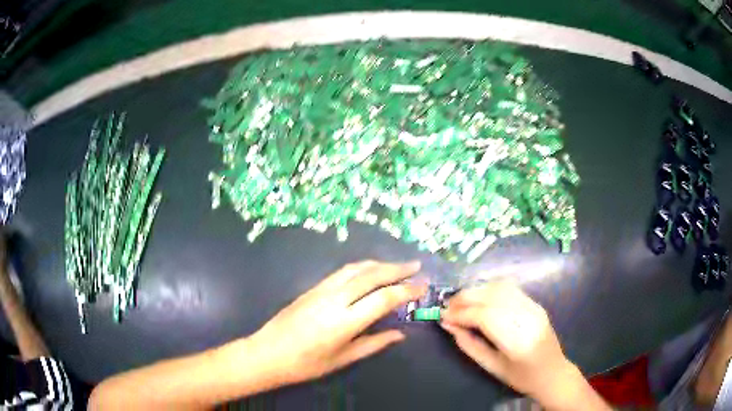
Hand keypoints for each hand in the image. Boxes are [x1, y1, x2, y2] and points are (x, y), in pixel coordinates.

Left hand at [246, 260, 425, 385]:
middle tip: (416, 265)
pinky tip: (369, 270)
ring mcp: (321, 290)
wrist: (268, 353)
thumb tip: (399, 334)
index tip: (423, 287)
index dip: (406, 290)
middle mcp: (335, 299)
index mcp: (344, 321)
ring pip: (356, 268)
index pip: (383, 298)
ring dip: (379, 264)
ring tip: (397, 266)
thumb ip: (374, 344)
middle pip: (371, 275)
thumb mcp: (343, 359)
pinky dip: (361, 267)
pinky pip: (342, 271)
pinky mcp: (312, 287)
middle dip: (397, 268)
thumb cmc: (306, 363)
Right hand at [441, 282, 604, 409]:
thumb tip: (448, 325)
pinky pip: (509, 289)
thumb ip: (469, 345)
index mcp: (518, 341)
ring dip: (476, 290)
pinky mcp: (536, 303)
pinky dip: (489, 289)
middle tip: (447, 307)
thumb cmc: (521, 377)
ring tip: (460, 301)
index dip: (461, 313)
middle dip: (465, 298)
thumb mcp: (491, 367)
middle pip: (492, 296)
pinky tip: (479, 298)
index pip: (485, 316)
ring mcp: (534, 307)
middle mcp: (528, 318)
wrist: (553, 372)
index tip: (442, 316)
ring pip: (500, 287)